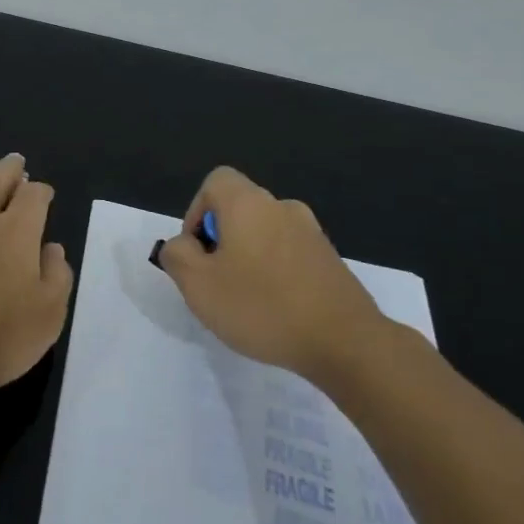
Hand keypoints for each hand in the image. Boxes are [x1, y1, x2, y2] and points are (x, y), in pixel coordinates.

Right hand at [156, 166, 390, 380]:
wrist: (345, 342)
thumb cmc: (262, 306)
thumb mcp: (198, 284)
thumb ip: (177, 255)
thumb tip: (182, 244)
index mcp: (249, 204)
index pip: (215, 182)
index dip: (196, 212)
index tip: (197, 252)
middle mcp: (282, 208)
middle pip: (239, 209)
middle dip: (220, 240)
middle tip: (216, 283)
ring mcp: (312, 233)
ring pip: (264, 234)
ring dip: (248, 258)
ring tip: (246, 302)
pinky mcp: (331, 260)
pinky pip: (289, 255)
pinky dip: (276, 273)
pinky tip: (277, 311)